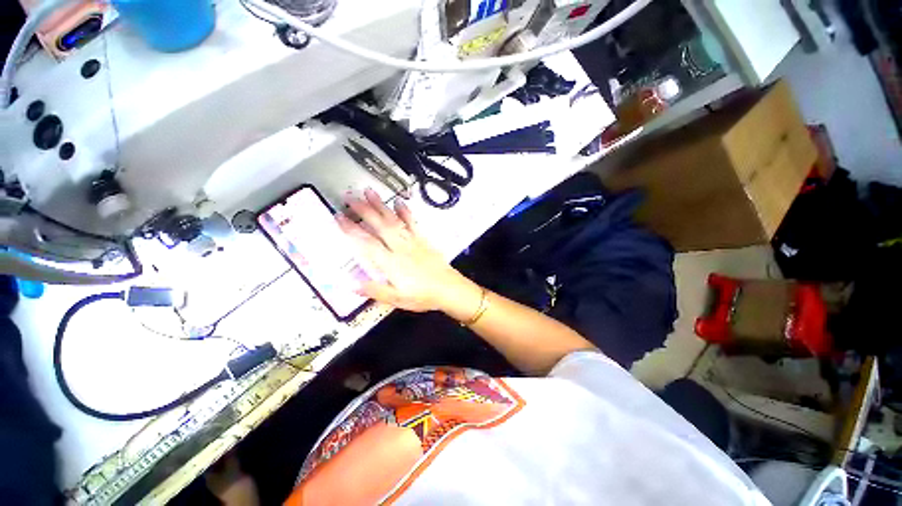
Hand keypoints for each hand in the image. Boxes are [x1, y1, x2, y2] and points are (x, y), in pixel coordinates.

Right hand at [337, 189, 479, 314]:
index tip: (339, 217)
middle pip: (380, 226)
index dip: (352, 229)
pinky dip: (405, 212)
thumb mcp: (397, 299)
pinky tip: (399, 202)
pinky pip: (413, 223)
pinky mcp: (423, 240)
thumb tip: (351, 285)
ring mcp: (413, 242)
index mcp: (391, 263)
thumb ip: (375, 291)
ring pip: (394, 221)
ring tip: (370, 192)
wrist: (449, 289)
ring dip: (381, 206)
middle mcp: (400, 248)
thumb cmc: (423, 296)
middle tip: (350, 197)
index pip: (367, 243)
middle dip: (364, 210)